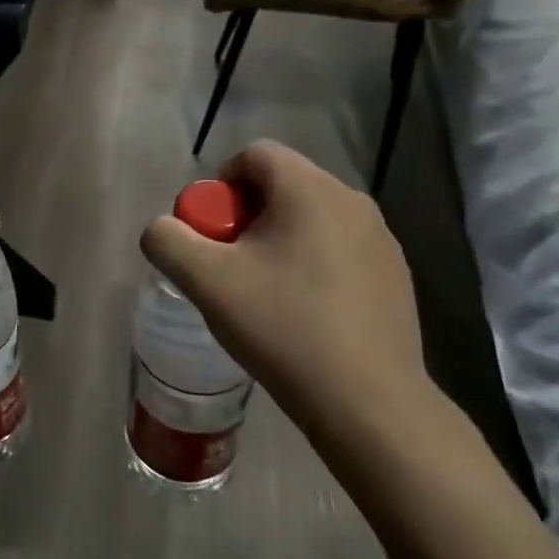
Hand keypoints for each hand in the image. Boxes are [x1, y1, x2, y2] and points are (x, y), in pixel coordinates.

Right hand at [140, 140, 429, 435]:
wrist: (368, 403)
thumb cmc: (283, 328)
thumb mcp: (205, 281)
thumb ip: (167, 240)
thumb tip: (163, 229)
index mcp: (309, 189)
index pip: (254, 155)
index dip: (220, 184)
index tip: (210, 232)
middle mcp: (352, 201)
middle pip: (282, 185)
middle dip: (245, 215)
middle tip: (229, 264)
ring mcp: (381, 239)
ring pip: (311, 218)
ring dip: (278, 240)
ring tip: (263, 292)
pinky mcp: (395, 275)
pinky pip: (338, 248)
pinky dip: (311, 263)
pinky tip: (303, 312)